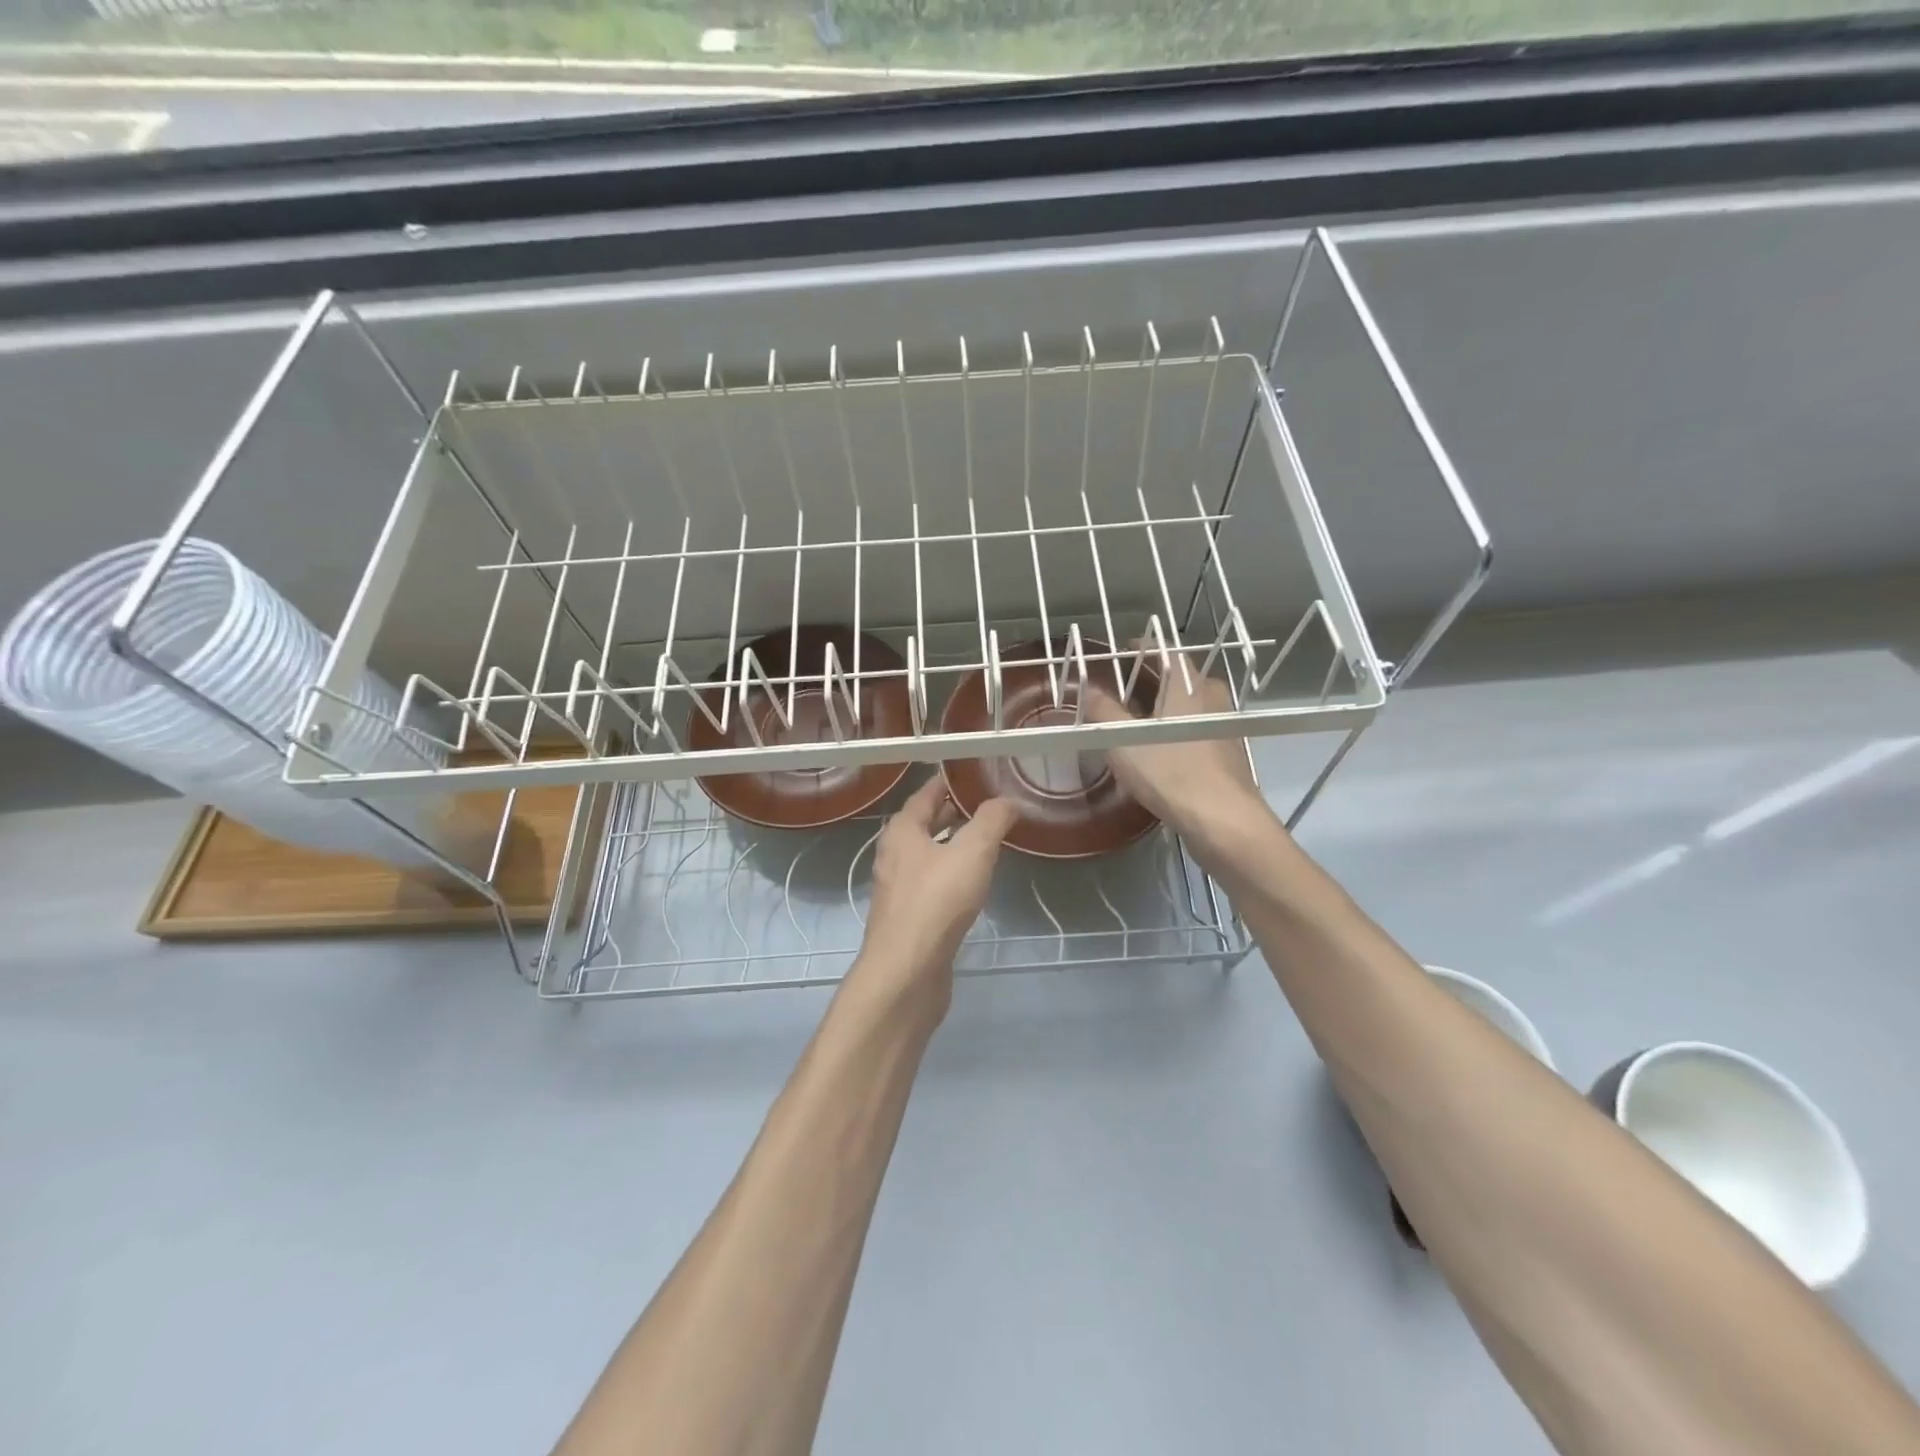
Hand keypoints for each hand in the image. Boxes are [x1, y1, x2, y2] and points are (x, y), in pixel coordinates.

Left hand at [853, 777, 1017, 1018]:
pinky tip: (972, 882)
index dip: (948, 781)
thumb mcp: (972, 852)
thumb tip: (1008, 800)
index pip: (925, 794)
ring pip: (928, 854)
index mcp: (902, 831)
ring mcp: (898, 888)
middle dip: (952, 812)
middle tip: (986, 804)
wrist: (907, 971)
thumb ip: (992, 820)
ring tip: (985, 839)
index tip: (973, 774)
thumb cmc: (936, 902)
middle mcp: (894, 854)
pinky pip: (931, 882)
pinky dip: (951, 873)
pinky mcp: (908, 917)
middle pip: (924, 823)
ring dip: (952, 843)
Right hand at [1087, 653, 1265, 840]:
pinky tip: (1161, 748)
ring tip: (1137, 718)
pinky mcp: (1229, 752)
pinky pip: (1198, 727)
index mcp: (1187, 684)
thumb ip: (1103, 711)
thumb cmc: (1171, 772)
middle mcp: (1211, 696)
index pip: (1165, 650)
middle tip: (1123, 687)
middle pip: (1180, 676)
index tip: (1122, 650)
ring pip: (1191, 703)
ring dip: (1166, 705)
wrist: (1224, 820)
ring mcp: (1224, 724)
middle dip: (1152, 678)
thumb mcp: (1123, 741)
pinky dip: (1179, 728)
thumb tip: (1087, 689)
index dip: (1141, 647)